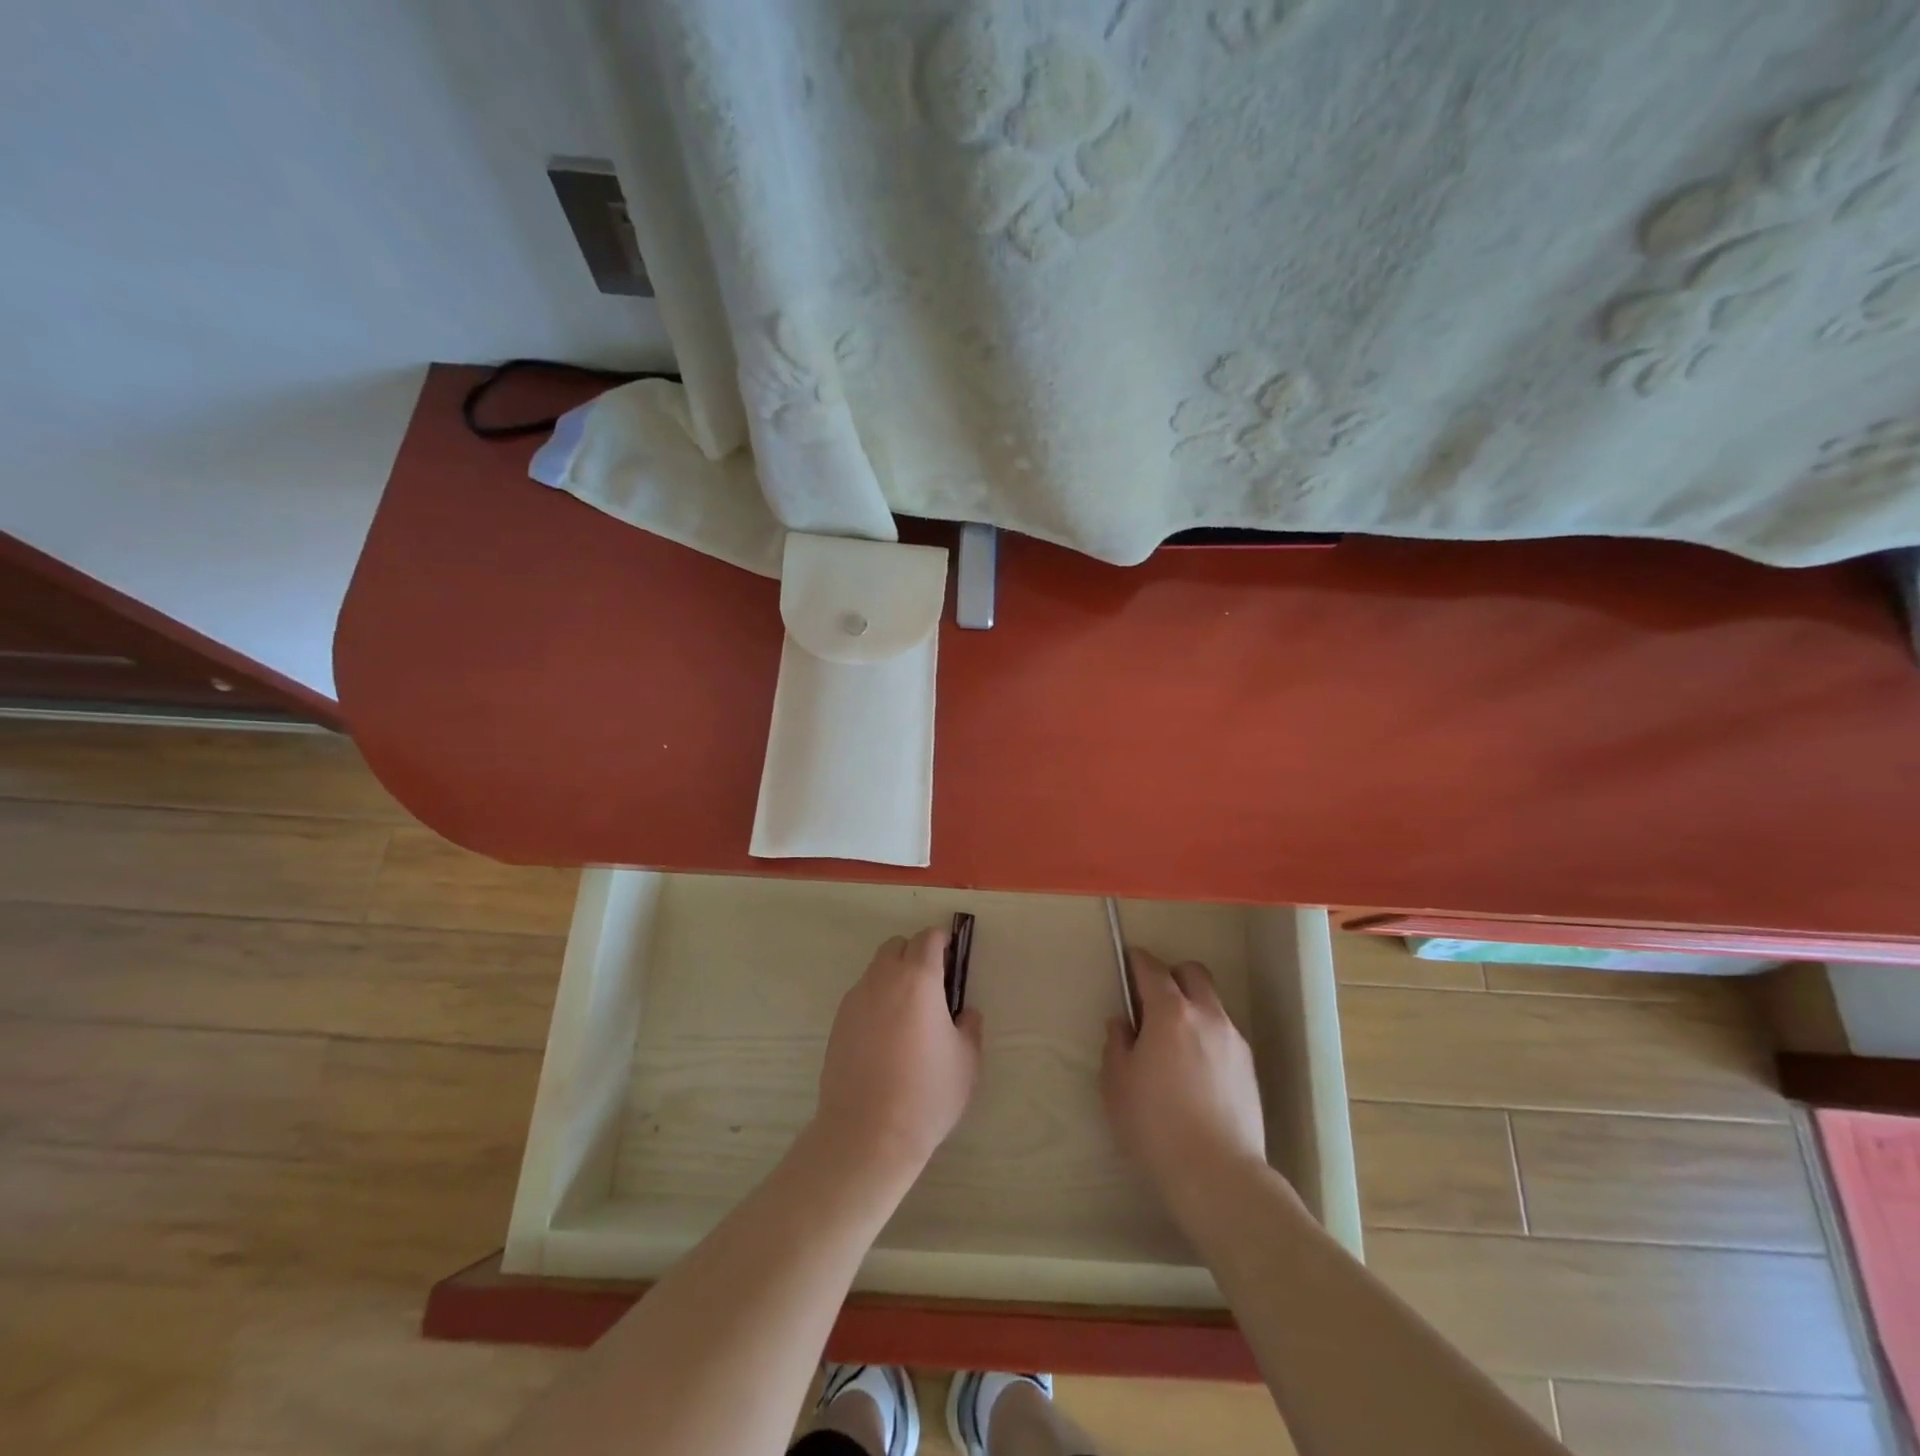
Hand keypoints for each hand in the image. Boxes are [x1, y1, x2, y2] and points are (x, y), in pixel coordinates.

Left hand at [814, 928, 982, 1176]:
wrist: (867, 1133)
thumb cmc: (926, 1093)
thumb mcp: (966, 1061)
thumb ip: (969, 1027)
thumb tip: (964, 1013)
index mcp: (919, 979)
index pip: (928, 939)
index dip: (941, 942)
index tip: (951, 958)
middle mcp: (883, 979)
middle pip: (897, 946)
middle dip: (915, 954)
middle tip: (931, 984)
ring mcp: (856, 999)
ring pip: (876, 969)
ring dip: (893, 976)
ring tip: (908, 1013)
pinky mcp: (838, 1021)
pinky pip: (861, 995)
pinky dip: (876, 1000)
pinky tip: (886, 1034)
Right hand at [1102, 949, 1269, 1209]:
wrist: (1218, 1175)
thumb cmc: (1155, 1125)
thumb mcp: (1116, 1084)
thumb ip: (1116, 1044)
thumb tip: (1123, 1023)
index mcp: (1171, 1013)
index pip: (1153, 969)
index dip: (1137, 961)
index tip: (1128, 962)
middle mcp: (1207, 1016)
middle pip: (1193, 973)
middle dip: (1172, 976)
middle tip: (1153, 1000)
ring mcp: (1233, 1041)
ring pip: (1212, 1004)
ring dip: (1192, 1007)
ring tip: (1174, 1041)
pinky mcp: (1249, 1068)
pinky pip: (1224, 1034)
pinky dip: (1207, 1035)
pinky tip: (1195, 1068)